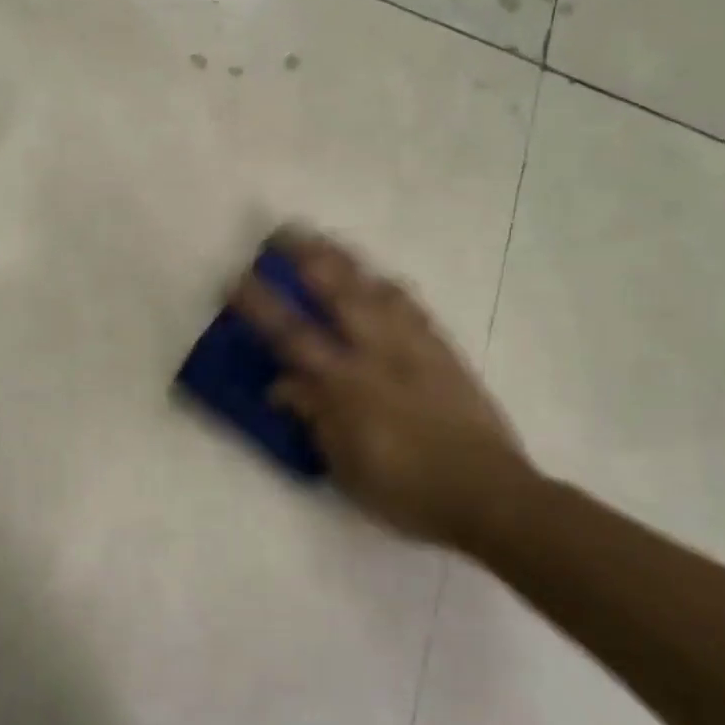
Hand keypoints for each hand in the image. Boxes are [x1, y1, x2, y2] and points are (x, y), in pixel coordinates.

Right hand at [232, 229, 536, 547]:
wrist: (488, 494)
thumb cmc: (406, 490)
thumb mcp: (346, 466)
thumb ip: (313, 417)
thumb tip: (281, 385)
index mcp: (347, 386)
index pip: (292, 336)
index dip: (260, 305)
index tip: (236, 278)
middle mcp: (379, 354)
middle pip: (339, 292)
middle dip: (307, 256)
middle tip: (282, 231)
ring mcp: (414, 347)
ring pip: (377, 289)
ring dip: (348, 261)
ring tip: (326, 242)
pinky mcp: (443, 350)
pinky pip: (413, 306)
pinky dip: (389, 286)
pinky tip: (381, 280)